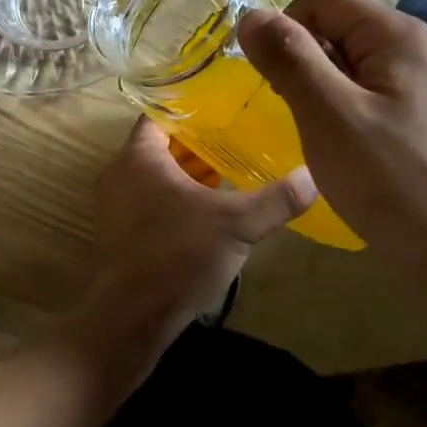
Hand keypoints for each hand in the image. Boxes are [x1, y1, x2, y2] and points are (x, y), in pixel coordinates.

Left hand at [84, 117, 314, 337]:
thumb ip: (277, 198)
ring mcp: (113, 204)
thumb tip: (314, 175)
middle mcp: (118, 173)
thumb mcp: (238, 224)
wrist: (132, 315)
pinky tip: (206, 213)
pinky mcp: (117, 232)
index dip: (192, 110)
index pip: (161, 115)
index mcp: (138, 156)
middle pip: (159, 146)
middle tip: (235, 142)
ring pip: (154, 176)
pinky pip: (147, 201)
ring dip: (186, 175)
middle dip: (196, 145)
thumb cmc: (180, 255)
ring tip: (227, 175)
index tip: (224, 111)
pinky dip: (173, 199)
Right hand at [236, 0, 426, 297]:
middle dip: (304, 60)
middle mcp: (419, 47)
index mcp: (399, 35)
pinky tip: (344, 146)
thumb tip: (250, 15)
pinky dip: (344, 107)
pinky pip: (370, 89)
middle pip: (338, 25)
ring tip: (320, 133)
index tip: (276, 81)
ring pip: (351, 60)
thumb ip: (289, 58)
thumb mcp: (328, 115)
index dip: (286, 29)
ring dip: (321, 87)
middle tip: (299, 113)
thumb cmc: (391, 180)